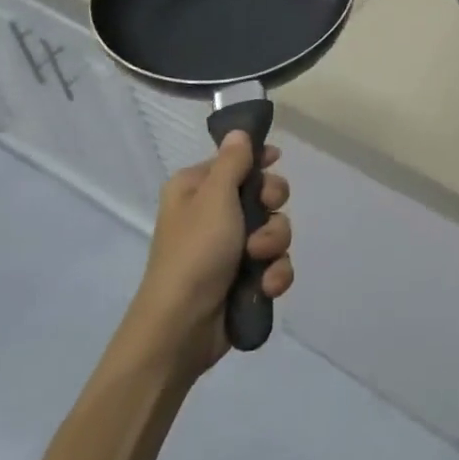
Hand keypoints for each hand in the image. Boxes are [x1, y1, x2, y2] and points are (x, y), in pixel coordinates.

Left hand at [129, 132, 293, 371]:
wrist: (181, 328)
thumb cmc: (195, 252)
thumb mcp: (214, 197)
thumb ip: (233, 162)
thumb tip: (239, 131)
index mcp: (195, 188)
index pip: (235, 160)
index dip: (259, 160)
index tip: (276, 161)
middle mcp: (212, 214)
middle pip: (262, 194)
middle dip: (271, 207)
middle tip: (265, 213)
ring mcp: (229, 248)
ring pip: (273, 229)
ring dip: (273, 244)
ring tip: (259, 260)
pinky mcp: (243, 278)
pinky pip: (274, 263)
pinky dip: (274, 273)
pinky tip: (267, 285)